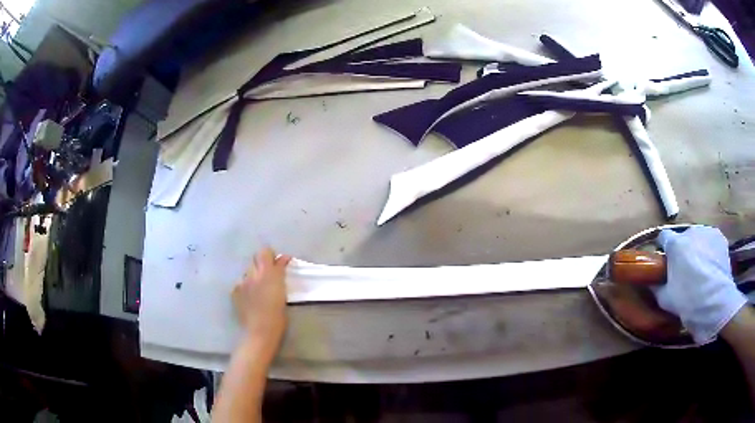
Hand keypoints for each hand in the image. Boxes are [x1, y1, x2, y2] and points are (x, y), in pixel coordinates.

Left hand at [232, 248, 291, 351]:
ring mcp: (241, 282)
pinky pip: (240, 283)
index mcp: (268, 273)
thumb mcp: (283, 291)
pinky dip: (245, 287)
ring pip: (247, 272)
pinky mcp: (234, 291)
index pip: (265, 252)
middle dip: (261, 265)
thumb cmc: (278, 314)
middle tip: (267, 278)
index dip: (270, 256)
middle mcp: (253, 274)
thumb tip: (283, 258)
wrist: (261, 331)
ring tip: (257, 290)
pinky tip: (249, 298)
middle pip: (255, 260)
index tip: (276, 264)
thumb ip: (281, 271)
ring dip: (253, 276)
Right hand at [654, 226, 746, 343]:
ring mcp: (707, 232)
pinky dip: (709, 250)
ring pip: (698, 239)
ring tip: (701, 270)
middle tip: (684, 271)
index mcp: (675, 244)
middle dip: (683, 250)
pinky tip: (711, 267)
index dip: (663, 248)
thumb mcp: (666, 299)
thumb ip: (656, 286)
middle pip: (683, 238)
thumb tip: (651, 282)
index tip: (664, 262)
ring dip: (697, 249)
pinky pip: (710, 241)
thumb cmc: (689, 301)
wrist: (716, 303)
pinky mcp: (720, 237)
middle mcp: (691, 231)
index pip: (663, 236)